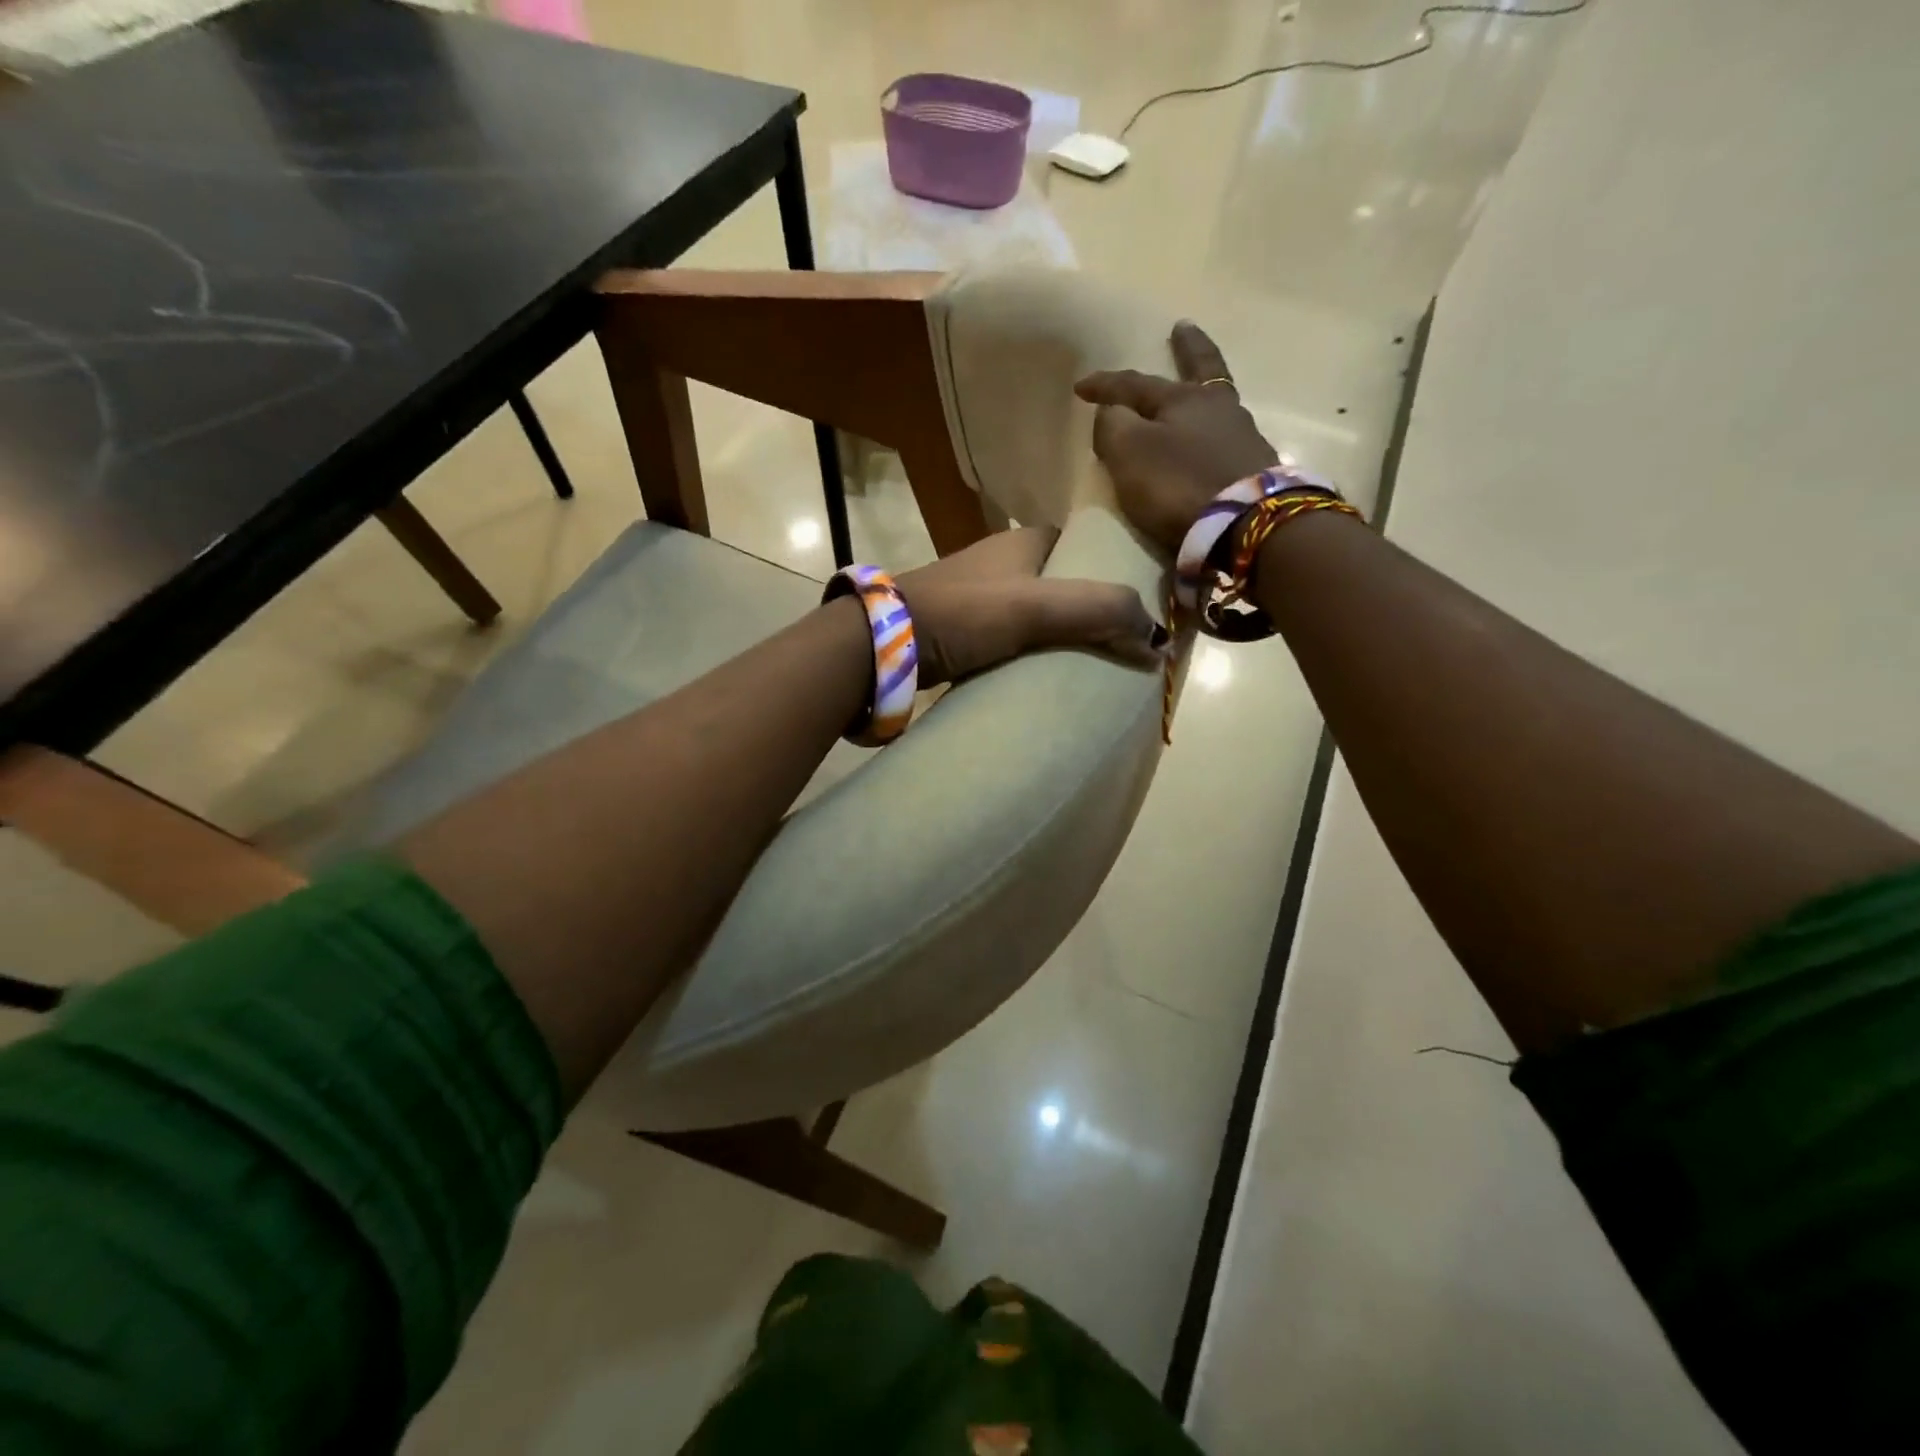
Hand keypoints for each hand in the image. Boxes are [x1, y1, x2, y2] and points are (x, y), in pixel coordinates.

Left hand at [895, 526, 1163, 684]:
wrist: (881, 645)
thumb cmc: (961, 613)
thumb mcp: (1035, 607)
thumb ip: (1099, 611)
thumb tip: (1158, 641)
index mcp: (1023, 542)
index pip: (1084, 547)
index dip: (1114, 571)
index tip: (1141, 606)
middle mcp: (1003, 563)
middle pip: (1063, 585)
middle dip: (1092, 612)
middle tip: (1124, 647)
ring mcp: (980, 599)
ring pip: (1038, 616)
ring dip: (1063, 637)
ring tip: (1097, 669)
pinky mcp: (963, 633)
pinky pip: (1014, 641)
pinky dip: (1033, 656)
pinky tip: (1049, 680)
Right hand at [1073, 322, 1278, 552]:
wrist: (1245, 524)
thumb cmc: (1178, 483)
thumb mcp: (1129, 451)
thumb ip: (1112, 425)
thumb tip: (1112, 411)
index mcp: (1184, 398)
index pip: (1135, 383)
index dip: (1105, 385)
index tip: (1079, 387)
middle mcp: (1218, 407)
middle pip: (1200, 371)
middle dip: (1188, 349)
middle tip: (1183, 328)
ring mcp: (1243, 437)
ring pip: (1217, 405)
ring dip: (1203, 394)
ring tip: (1195, 393)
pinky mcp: (1256, 469)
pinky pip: (1227, 441)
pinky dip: (1213, 435)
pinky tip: (1211, 441)